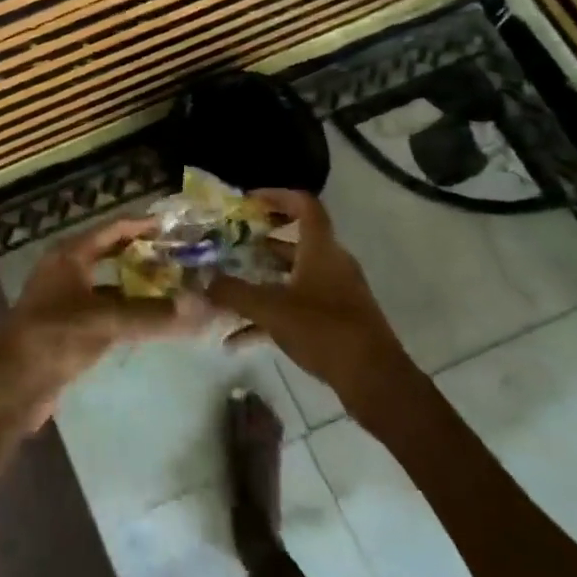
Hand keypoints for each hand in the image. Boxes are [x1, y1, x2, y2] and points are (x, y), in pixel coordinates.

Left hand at [0, 218, 209, 435]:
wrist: (12, 386)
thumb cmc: (53, 339)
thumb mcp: (104, 322)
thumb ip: (153, 314)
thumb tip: (204, 307)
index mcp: (69, 255)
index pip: (112, 229)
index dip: (142, 225)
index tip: (176, 226)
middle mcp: (66, 270)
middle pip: (111, 252)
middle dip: (144, 253)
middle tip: (181, 256)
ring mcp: (66, 298)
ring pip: (110, 282)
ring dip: (138, 283)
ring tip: (175, 286)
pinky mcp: (70, 326)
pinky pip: (106, 308)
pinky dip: (128, 309)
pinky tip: (151, 320)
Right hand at [207, 189, 426, 437]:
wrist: (374, 380)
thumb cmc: (324, 330)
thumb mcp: (271, 309)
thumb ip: (233, 293)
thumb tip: (201, 281)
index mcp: (321, 249)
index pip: (304, 205)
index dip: (276, 196)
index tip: (247, 201)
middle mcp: (330, 264)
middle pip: (294, 241)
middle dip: (258, 243)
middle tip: (227, 245)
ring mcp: (334, 293)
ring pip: (291, 277)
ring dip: (260, 280)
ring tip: (226, 289)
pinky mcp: (334, 321)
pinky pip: (295, 307)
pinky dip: (268, 316)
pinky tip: (236, 340)